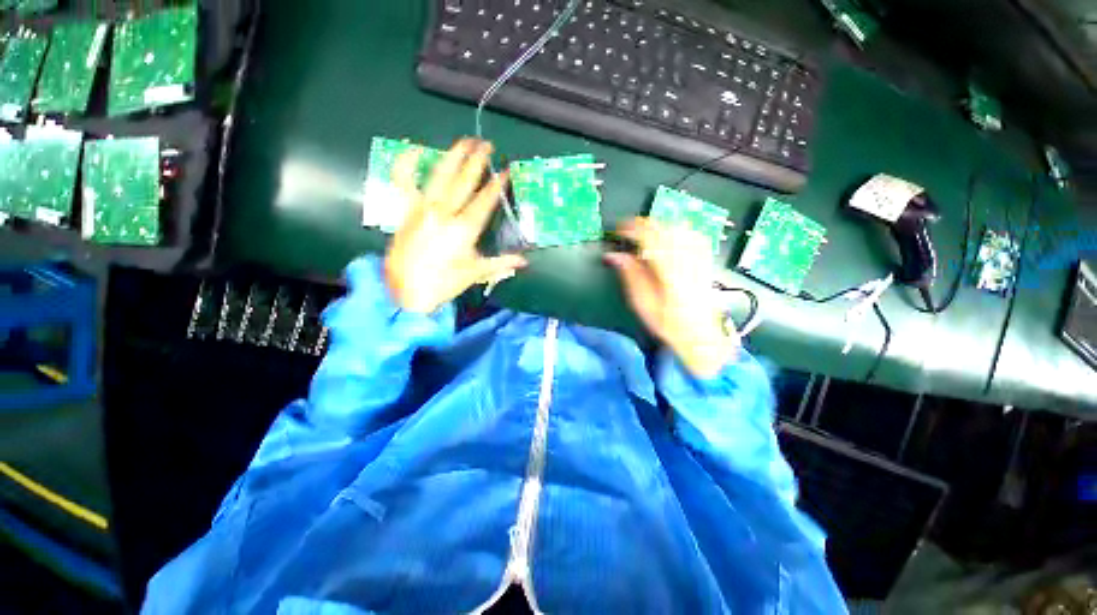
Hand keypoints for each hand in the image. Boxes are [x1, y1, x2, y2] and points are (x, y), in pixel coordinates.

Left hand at [384, 138, 526, 312]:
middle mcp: (444, 213)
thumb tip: (524, 261)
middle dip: (477, 161)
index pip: (485, 200)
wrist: (405, 291)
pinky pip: (404, 182)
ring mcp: (423, 208)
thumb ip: (501, 263)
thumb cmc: (443, 283)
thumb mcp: (475, 273)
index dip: (497, 184)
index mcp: (464, 229)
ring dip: (453, 156)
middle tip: (487, 144)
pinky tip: (413, 148)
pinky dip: (406, 164)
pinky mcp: (407, 210)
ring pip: (440, 175)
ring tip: (464, 141)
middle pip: (464, 181)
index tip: (507, 170)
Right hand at [606, 218, 737, 377]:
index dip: (632, 229)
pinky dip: (678, 231)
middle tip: (627, 229)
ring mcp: (698, 260)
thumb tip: (614, 256)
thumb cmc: (667, 323)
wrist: (698, 334)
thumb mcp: (642, 303)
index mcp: (669, 272)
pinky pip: (694, 236)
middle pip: (666, 230)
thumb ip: (629, 275)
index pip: (650, 239)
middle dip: (644, 225)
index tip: (618, 230)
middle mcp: (686, 262)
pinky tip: (670, 234)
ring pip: (680, 230)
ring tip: (645, 231)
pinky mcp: (705, 261)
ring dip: (660, 226)